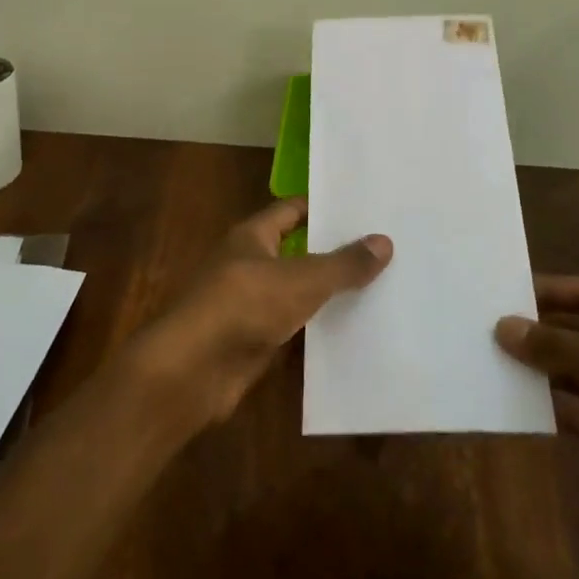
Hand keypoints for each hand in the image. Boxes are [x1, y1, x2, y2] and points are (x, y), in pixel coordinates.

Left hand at [127, 198, 391, 429]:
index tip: (363, 210)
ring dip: (328, 293)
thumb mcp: (301, 279)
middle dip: (334, 252)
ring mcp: (250, 305)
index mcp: (252, 237)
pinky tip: (353, 330)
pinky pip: (293, 327)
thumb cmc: (244, 306)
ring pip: (297, 292)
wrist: (193, 371)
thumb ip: (343, 263)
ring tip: (380, 287)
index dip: (324, 208)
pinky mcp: (254, 341)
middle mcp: (249, 265)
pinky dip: (317, 328)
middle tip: (383, 250)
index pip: (292, 211)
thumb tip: (384, 241)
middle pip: (297, 251)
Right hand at [495, 277, 578, 578]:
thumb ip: (560, 345)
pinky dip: (544, 404)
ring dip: (535, 367)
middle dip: (536, 330)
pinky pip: (573, 410)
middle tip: (481, 323)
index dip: (550, 291)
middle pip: (578, 331)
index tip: (502, 290)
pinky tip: (506, 395)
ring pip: (571, 372)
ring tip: (483, 355)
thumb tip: (502, 327)